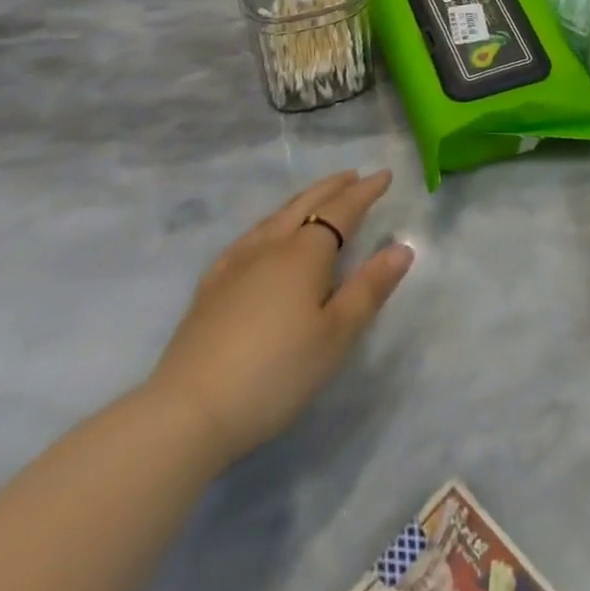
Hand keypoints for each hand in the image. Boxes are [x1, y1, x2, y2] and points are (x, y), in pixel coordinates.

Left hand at [145, 169, 413, 465]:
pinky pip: (248, 238)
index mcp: (305, 253)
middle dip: (333, 187)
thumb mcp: (336, 335)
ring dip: (302, 200)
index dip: (365, 191)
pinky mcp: (210, 288)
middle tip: (354, 176)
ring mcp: (235, 265)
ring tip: (317, 197)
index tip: (384, 176)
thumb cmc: (275, 373)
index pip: (342, 210)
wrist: (186, 414)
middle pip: (306, 204)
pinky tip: (264, 237)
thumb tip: (402, 247)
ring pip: (275, 217)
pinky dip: (269, 223)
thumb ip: (370, 288)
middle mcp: (270, 247)